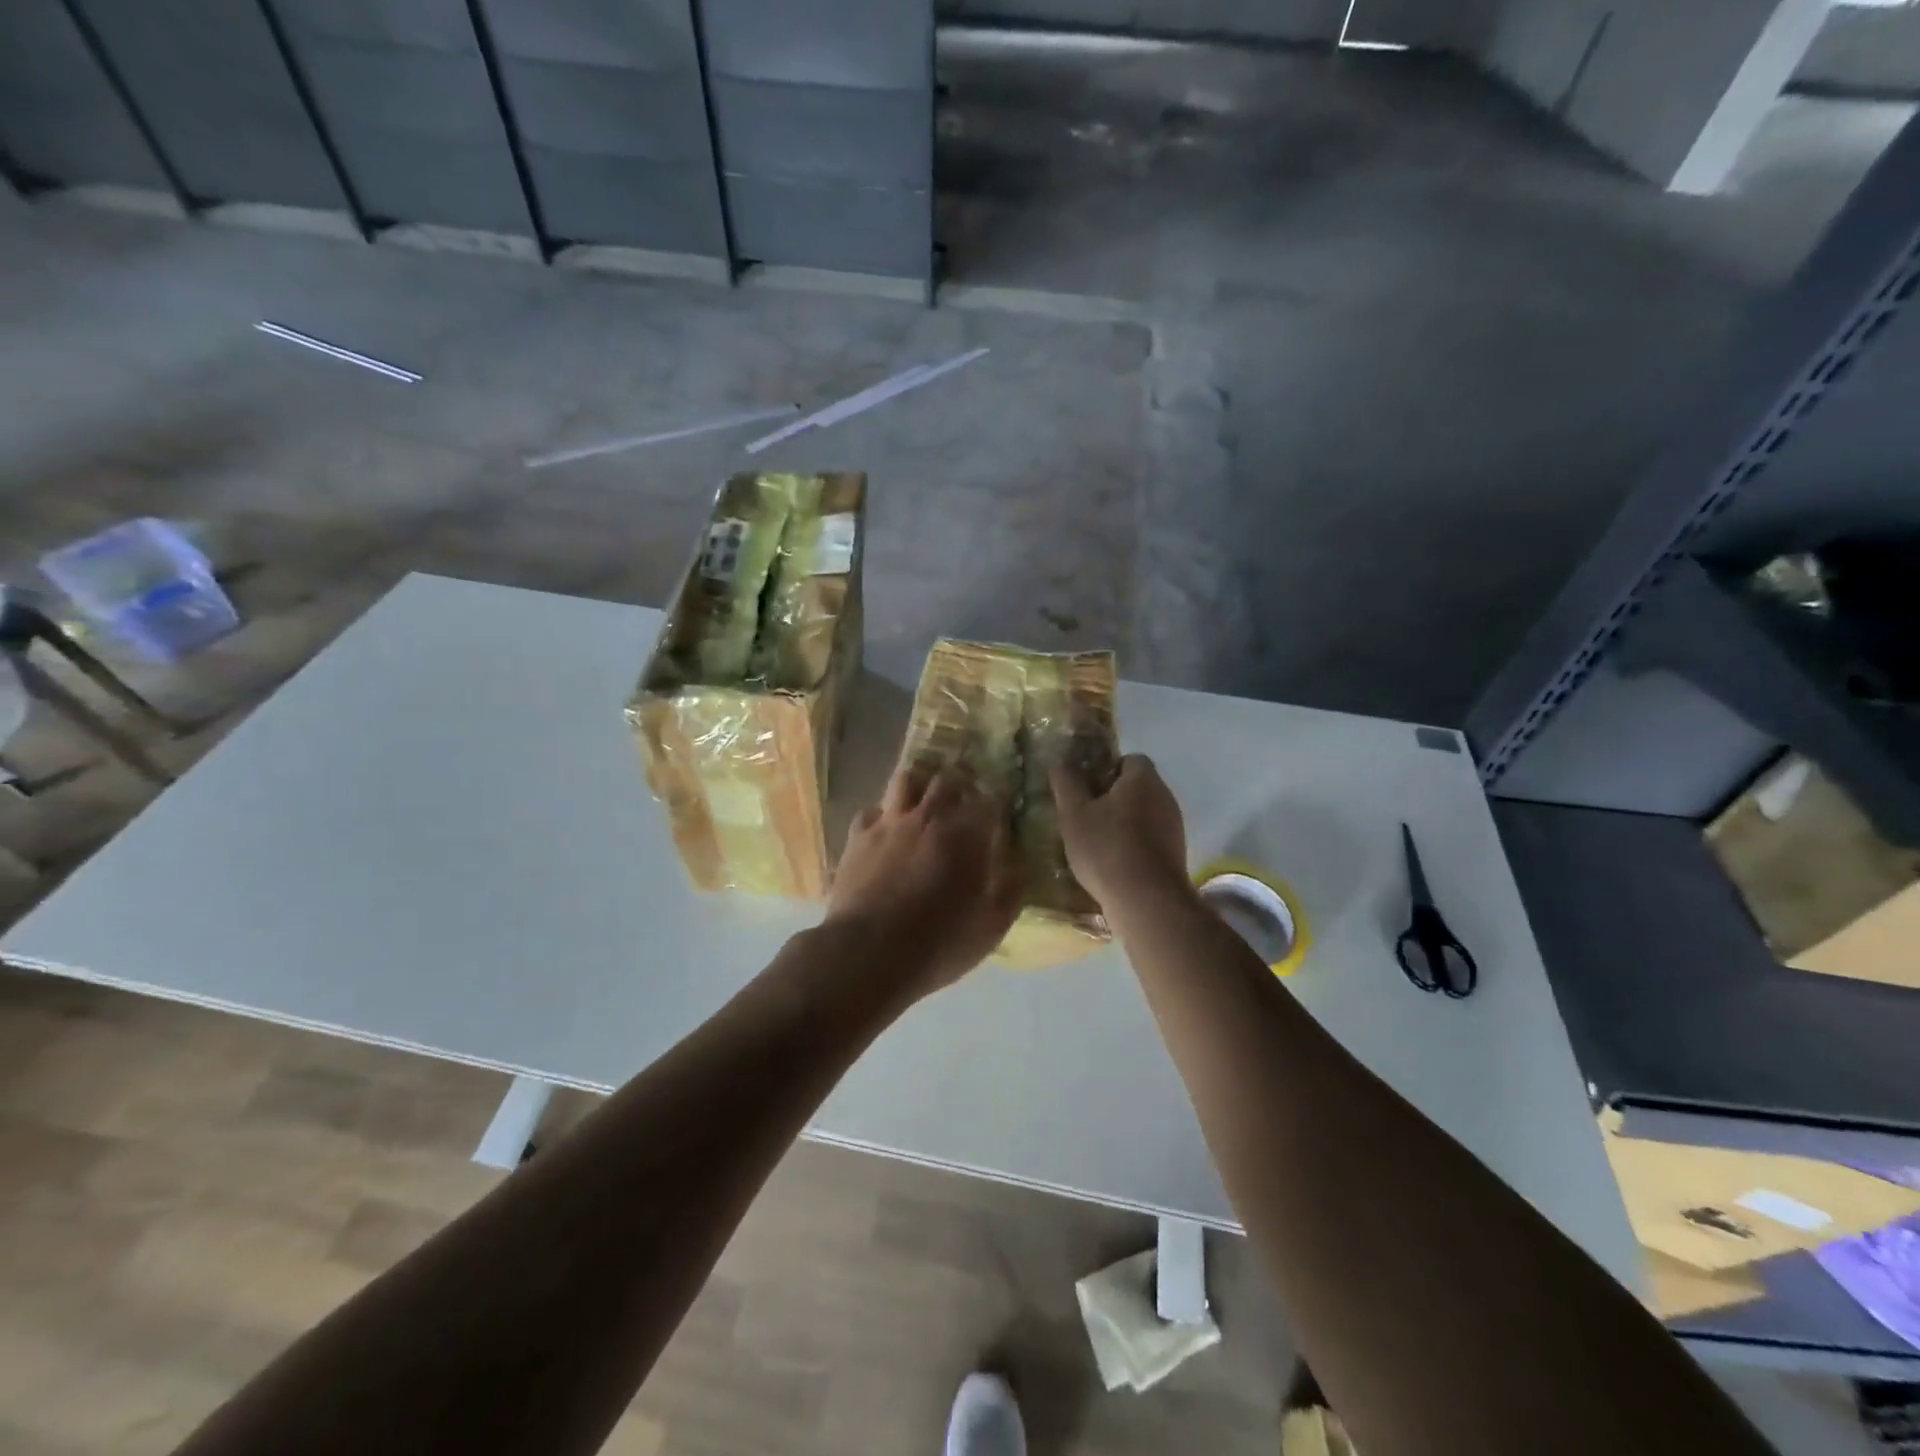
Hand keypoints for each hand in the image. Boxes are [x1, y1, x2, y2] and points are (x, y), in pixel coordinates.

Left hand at [826, 766, 1023, 1000]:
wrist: (868, 953)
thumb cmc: (938, 942)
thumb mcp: (991, 927)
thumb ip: (1010, 890)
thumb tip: (1018, 866)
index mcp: (967, 834)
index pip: (990, 800)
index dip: (997, 804)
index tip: (999, 816)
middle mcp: (930, 816)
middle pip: (948, 780)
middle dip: (959, 787)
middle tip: (963, 804)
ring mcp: (890, 822)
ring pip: (906, 779)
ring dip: (919, 785)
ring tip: (924, 801)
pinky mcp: (858, 836)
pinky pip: (871, 810)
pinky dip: (882, 815)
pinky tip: (885, 830)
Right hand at [1051, 754, 1189, 910]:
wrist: (1146, 901)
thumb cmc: (1106, 848)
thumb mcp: (1074, 813)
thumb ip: (1067, 783)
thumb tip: (1061, 762)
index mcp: (1143, 779)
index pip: (1129, 759)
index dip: (1105, 769)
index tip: (1086, 790)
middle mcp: (1165, 797)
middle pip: (1137, 786)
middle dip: (1112, 797)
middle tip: (1086, 816)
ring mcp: (1174, 826)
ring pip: (1144, 813)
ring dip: (1123, 822)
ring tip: (1096, 843)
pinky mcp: (1176, 854)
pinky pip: (1151, 837)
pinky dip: (1134, 844)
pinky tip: (1114, 863)